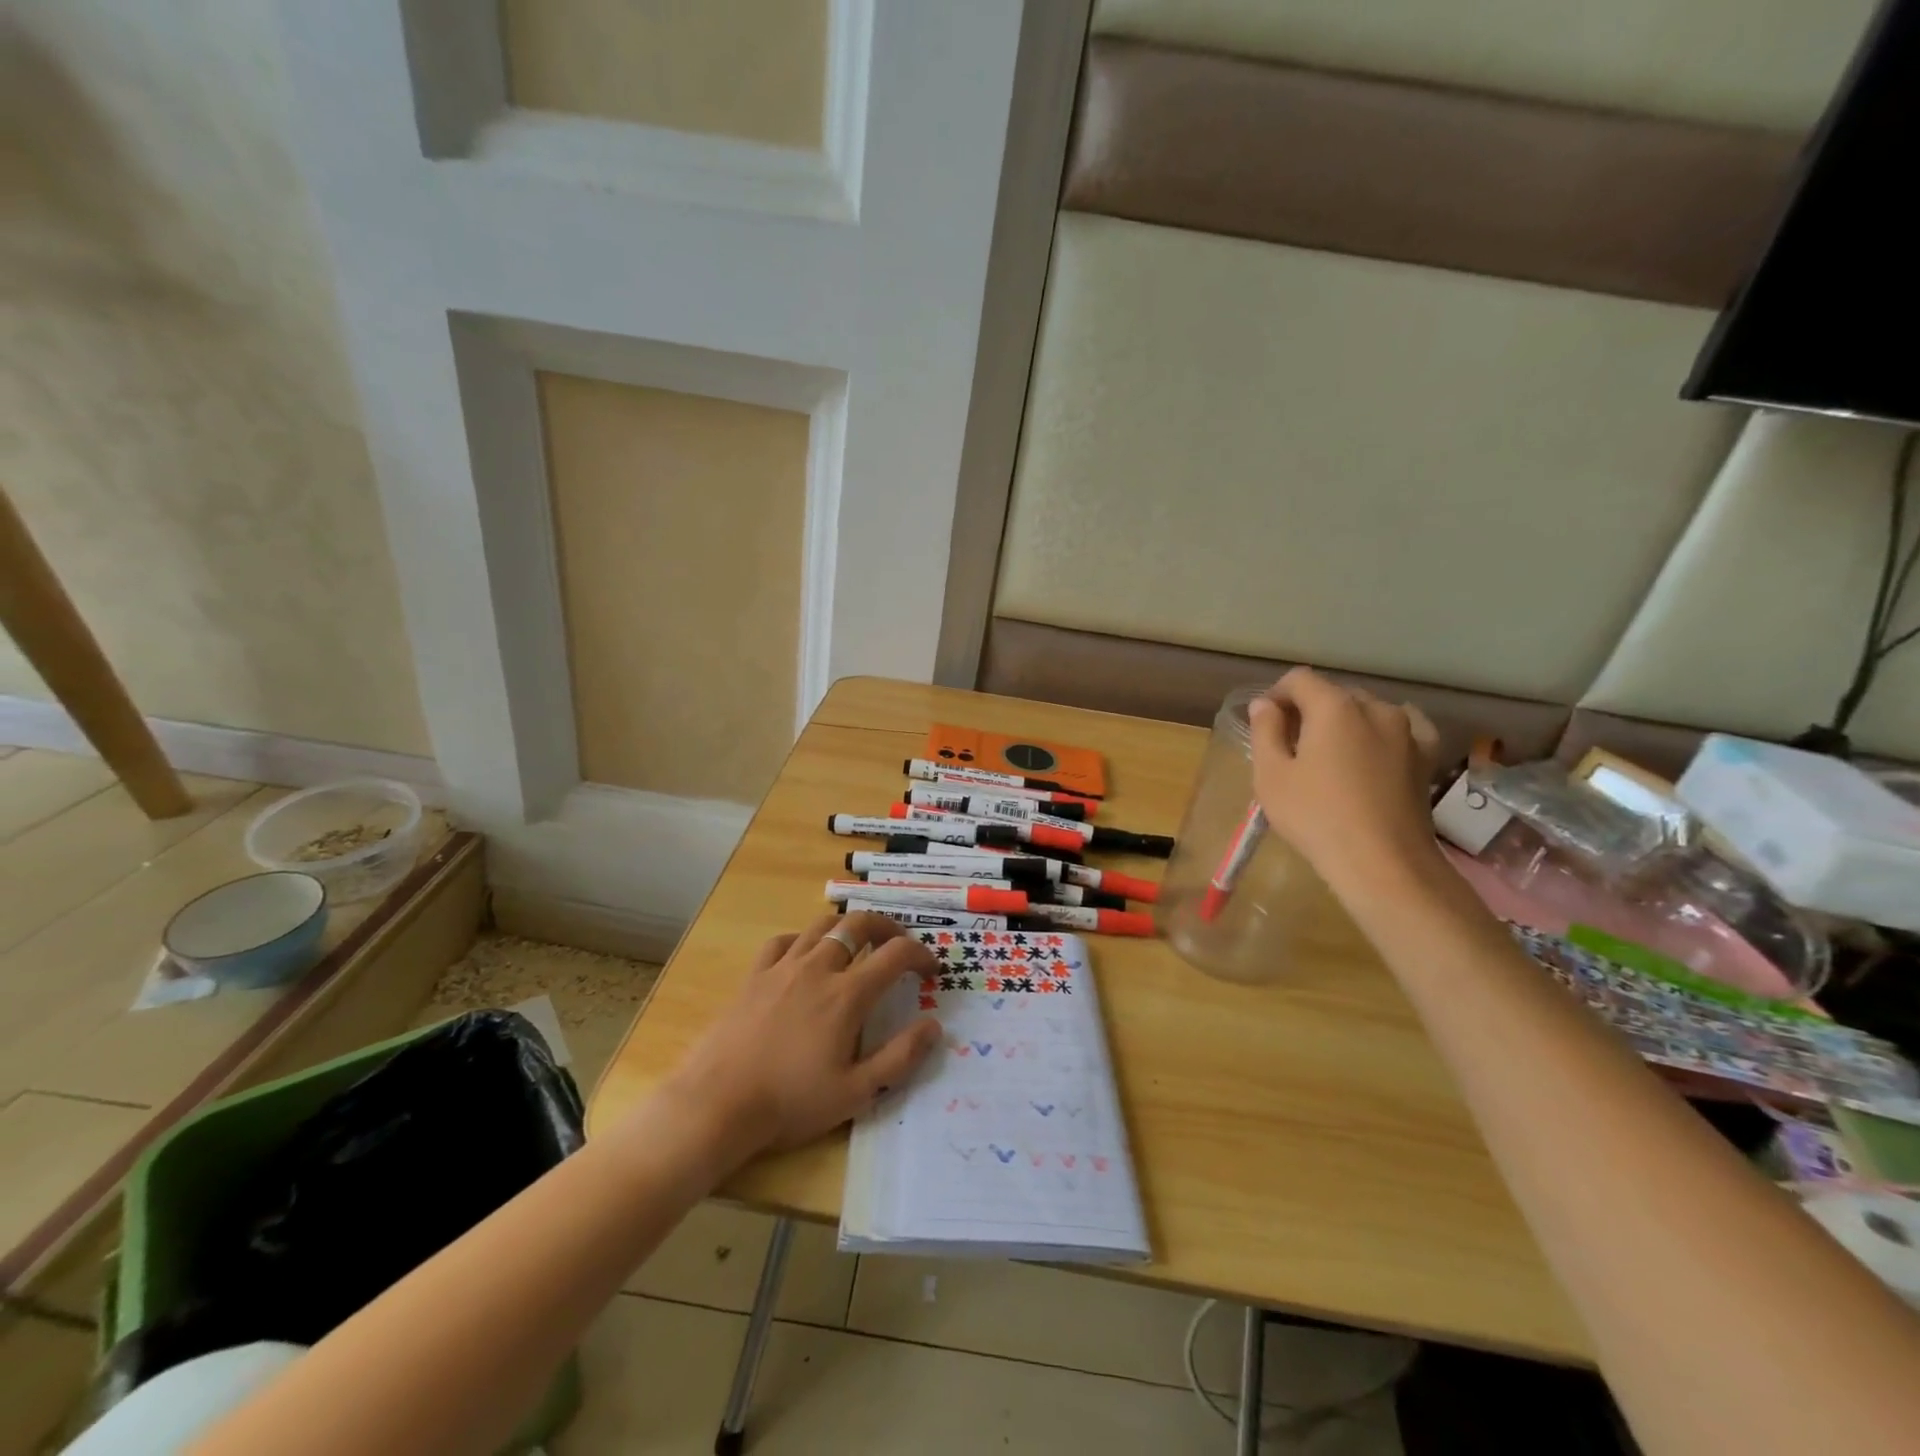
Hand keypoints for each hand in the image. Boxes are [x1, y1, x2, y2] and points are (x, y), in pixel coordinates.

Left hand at [658, 912, 941, 1162]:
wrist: (718, 1103)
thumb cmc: (791, 1102)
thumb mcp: (856, 1093)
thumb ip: (900, 1058)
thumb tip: (934, 1026)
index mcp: (848, 994)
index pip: (896, 954)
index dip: (921, 955)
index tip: (930, 969)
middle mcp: (819, 968)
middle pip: (859, 923)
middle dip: (887, 927)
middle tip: (898, 944)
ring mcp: (783, 967)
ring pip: (822, 925)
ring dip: (847, 927)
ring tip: (857, 943)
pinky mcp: (755, 975)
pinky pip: (784, 941)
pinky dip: (803, 940)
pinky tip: (805, 956)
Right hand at [1248, 667, 1443, 900]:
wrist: (1383, 863)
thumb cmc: (1316, 817)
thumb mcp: (1271, 775)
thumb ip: (1264, 731)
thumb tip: (1264, 704)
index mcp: (1333, 707)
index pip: (1299, 680)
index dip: (1276, 695)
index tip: (1265, 723)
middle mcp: (1374, 708)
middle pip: (1333, 693)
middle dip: (1309, 710)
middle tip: (1291, 746)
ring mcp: (1407, 731)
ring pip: (1367, 711)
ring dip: (1345, 722)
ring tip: (1331, 756)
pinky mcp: (1426, 756)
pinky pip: (1403, 728)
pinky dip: (1384, 732)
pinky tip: (1376, 749)